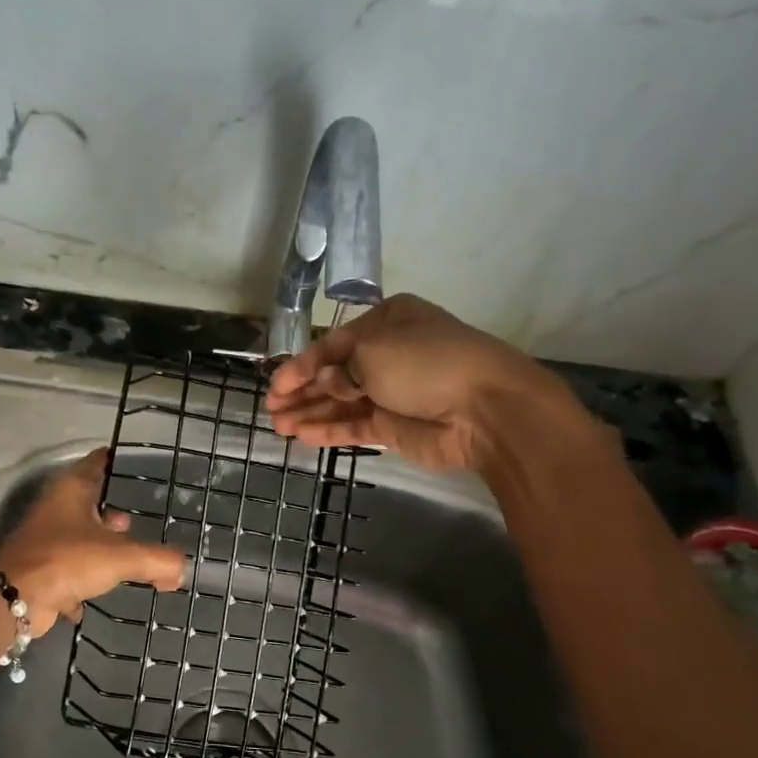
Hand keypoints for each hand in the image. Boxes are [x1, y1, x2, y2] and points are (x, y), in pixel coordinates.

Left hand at [0, 448, 185, 631]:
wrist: (14, 598)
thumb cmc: (67, 560)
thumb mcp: (120, 557)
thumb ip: (156, 560)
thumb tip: (179, 569)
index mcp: (72, 490)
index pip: (97, 462)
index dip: (116, 461)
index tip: (136, 464)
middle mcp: (56, 508)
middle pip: (88, 501)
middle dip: (111, 511)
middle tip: (137, 519)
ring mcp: (45, 539)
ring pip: (78, 536)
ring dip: (99, 545)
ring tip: (125, 557)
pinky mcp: (40, 569)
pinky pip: (69, 569)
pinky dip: (83, 580)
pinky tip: (99, 593)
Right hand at [265, 294, 587, 473]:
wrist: (485, 409)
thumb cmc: (426, 364)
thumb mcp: (372, 351)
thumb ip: (337, 369)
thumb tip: (327, 383)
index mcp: (387, 322)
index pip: (333, 344)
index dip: (301, 365)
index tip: (276, 385)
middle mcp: (388, 353)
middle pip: (334, 374)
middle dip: (302, 391)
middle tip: (271, 408)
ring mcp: (392, 392)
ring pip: (341, 402)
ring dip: (310, 412)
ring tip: (278, 425)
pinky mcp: (395, 426)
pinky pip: (354, 425)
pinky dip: (329, 429)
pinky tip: (301, 435)